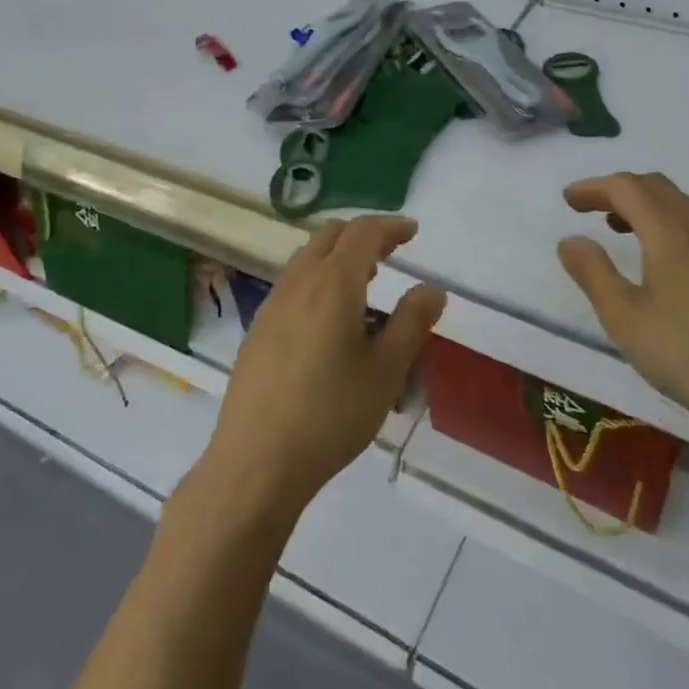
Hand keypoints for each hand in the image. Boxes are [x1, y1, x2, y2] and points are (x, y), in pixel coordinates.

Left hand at [203, 216, 445, 520]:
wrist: (256, 462)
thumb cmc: (331, 414)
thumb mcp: (386, 370)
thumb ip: (412, 322)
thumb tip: (432, 288)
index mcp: (333, 283)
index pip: (364, 233)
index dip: (391, 226)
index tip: (412, 231)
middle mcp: (298, 283)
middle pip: (329, 236)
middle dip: (363, 236)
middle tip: (391, 254)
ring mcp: (271, 306)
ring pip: (306, 259)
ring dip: (338, 258)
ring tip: (365, 286)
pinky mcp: (257, 331)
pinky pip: (293, 286)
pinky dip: (318, 281)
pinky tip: (331, 323)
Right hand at [557, 172, 688, 444]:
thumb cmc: (683, 352)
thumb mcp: (622, 315)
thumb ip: (592, 272)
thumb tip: (571, 240)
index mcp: (668, 232)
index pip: (627, 188)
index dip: (594, 188)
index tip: (568, 200)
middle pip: (657, 188)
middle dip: (620, 190)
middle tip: (590, 209)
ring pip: (681, 208)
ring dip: (646, 207)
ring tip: (619, 231)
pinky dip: (669, 228)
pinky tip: (662, 265)